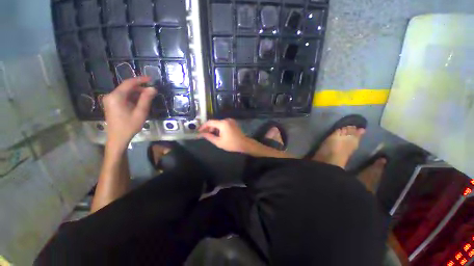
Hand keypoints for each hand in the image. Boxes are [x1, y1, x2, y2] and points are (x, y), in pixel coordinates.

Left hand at [102, 76, 156, 147]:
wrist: (118, 138)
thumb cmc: (129, 126)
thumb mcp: (140, 112)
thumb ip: (146, 99)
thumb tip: (153, 88)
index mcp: (116, 96)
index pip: (129, 83)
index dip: (140, 80)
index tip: (151, 79)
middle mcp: (111, 96)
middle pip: (126, 87)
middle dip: (140, 88)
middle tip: (152, 91)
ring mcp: (110, 100)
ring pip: (125, 92)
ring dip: (137, 93)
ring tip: (148, 97)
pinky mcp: (111, 104)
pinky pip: (123, 97)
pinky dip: (132, 97)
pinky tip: (140, 102)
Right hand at [199, 119, 249, 152]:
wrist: (244, 144)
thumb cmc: (231, 144)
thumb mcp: (218, 142)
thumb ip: (209, 137)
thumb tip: (201, 134)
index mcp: (223, 123)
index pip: (210, 122)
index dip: (203, 126)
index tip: (199, 131)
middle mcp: (226, 120)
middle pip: (214, 122)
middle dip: (209, 128)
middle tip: (205, 135)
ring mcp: (230, 121)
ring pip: (219, 123)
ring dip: (214, 128)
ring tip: (212, 136)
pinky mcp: (233, 123)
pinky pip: (223, 124)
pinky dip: (219, 128)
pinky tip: (219, 134)